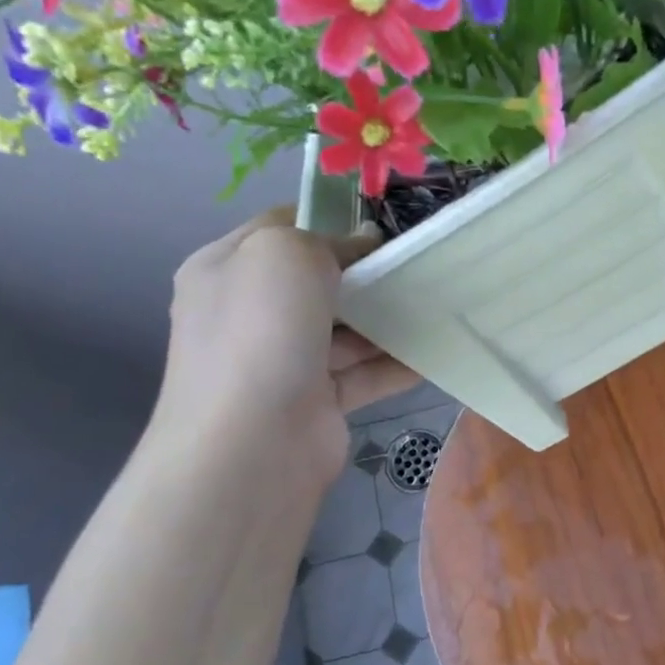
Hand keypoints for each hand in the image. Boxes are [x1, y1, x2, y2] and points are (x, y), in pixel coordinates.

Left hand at [154, 208, 417, 486]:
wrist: (254, 443)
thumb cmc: (262, 333)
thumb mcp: (287, 255)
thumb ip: (329, 240)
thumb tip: (364, 243)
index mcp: (227, 269)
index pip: (280, 229)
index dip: (329, 221)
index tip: (380, 227)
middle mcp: (250, 313)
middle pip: (318, 282)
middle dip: (366, 274)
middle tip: (416, 267)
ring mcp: (283, 361)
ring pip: (345, 330)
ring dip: (387, 320)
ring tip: (437, 305)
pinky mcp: (316, 401)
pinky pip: (363, 374)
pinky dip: (395, 365)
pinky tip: (433, 354)